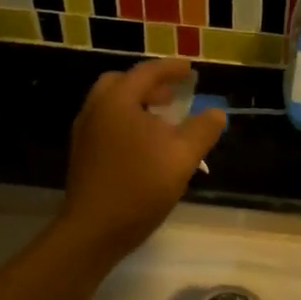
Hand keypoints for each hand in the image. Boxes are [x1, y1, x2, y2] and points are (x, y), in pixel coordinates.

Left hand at [60, 59, 225, 256]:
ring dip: (138, 103)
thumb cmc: (139, 186)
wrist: (93, 230)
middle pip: (122, 83)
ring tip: (164, 118)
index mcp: (117, 101)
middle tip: (173, 94)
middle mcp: (96, 110)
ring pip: (112, 104)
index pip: (146, 72)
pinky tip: (145, 144)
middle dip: (149, 84)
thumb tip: (217, 112)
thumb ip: (203, 129)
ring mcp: (85, 133)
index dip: (171, 69)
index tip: (191, 70)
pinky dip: (127, 120)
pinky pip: (107, 123)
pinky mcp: (83, 155)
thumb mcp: (182, 156)